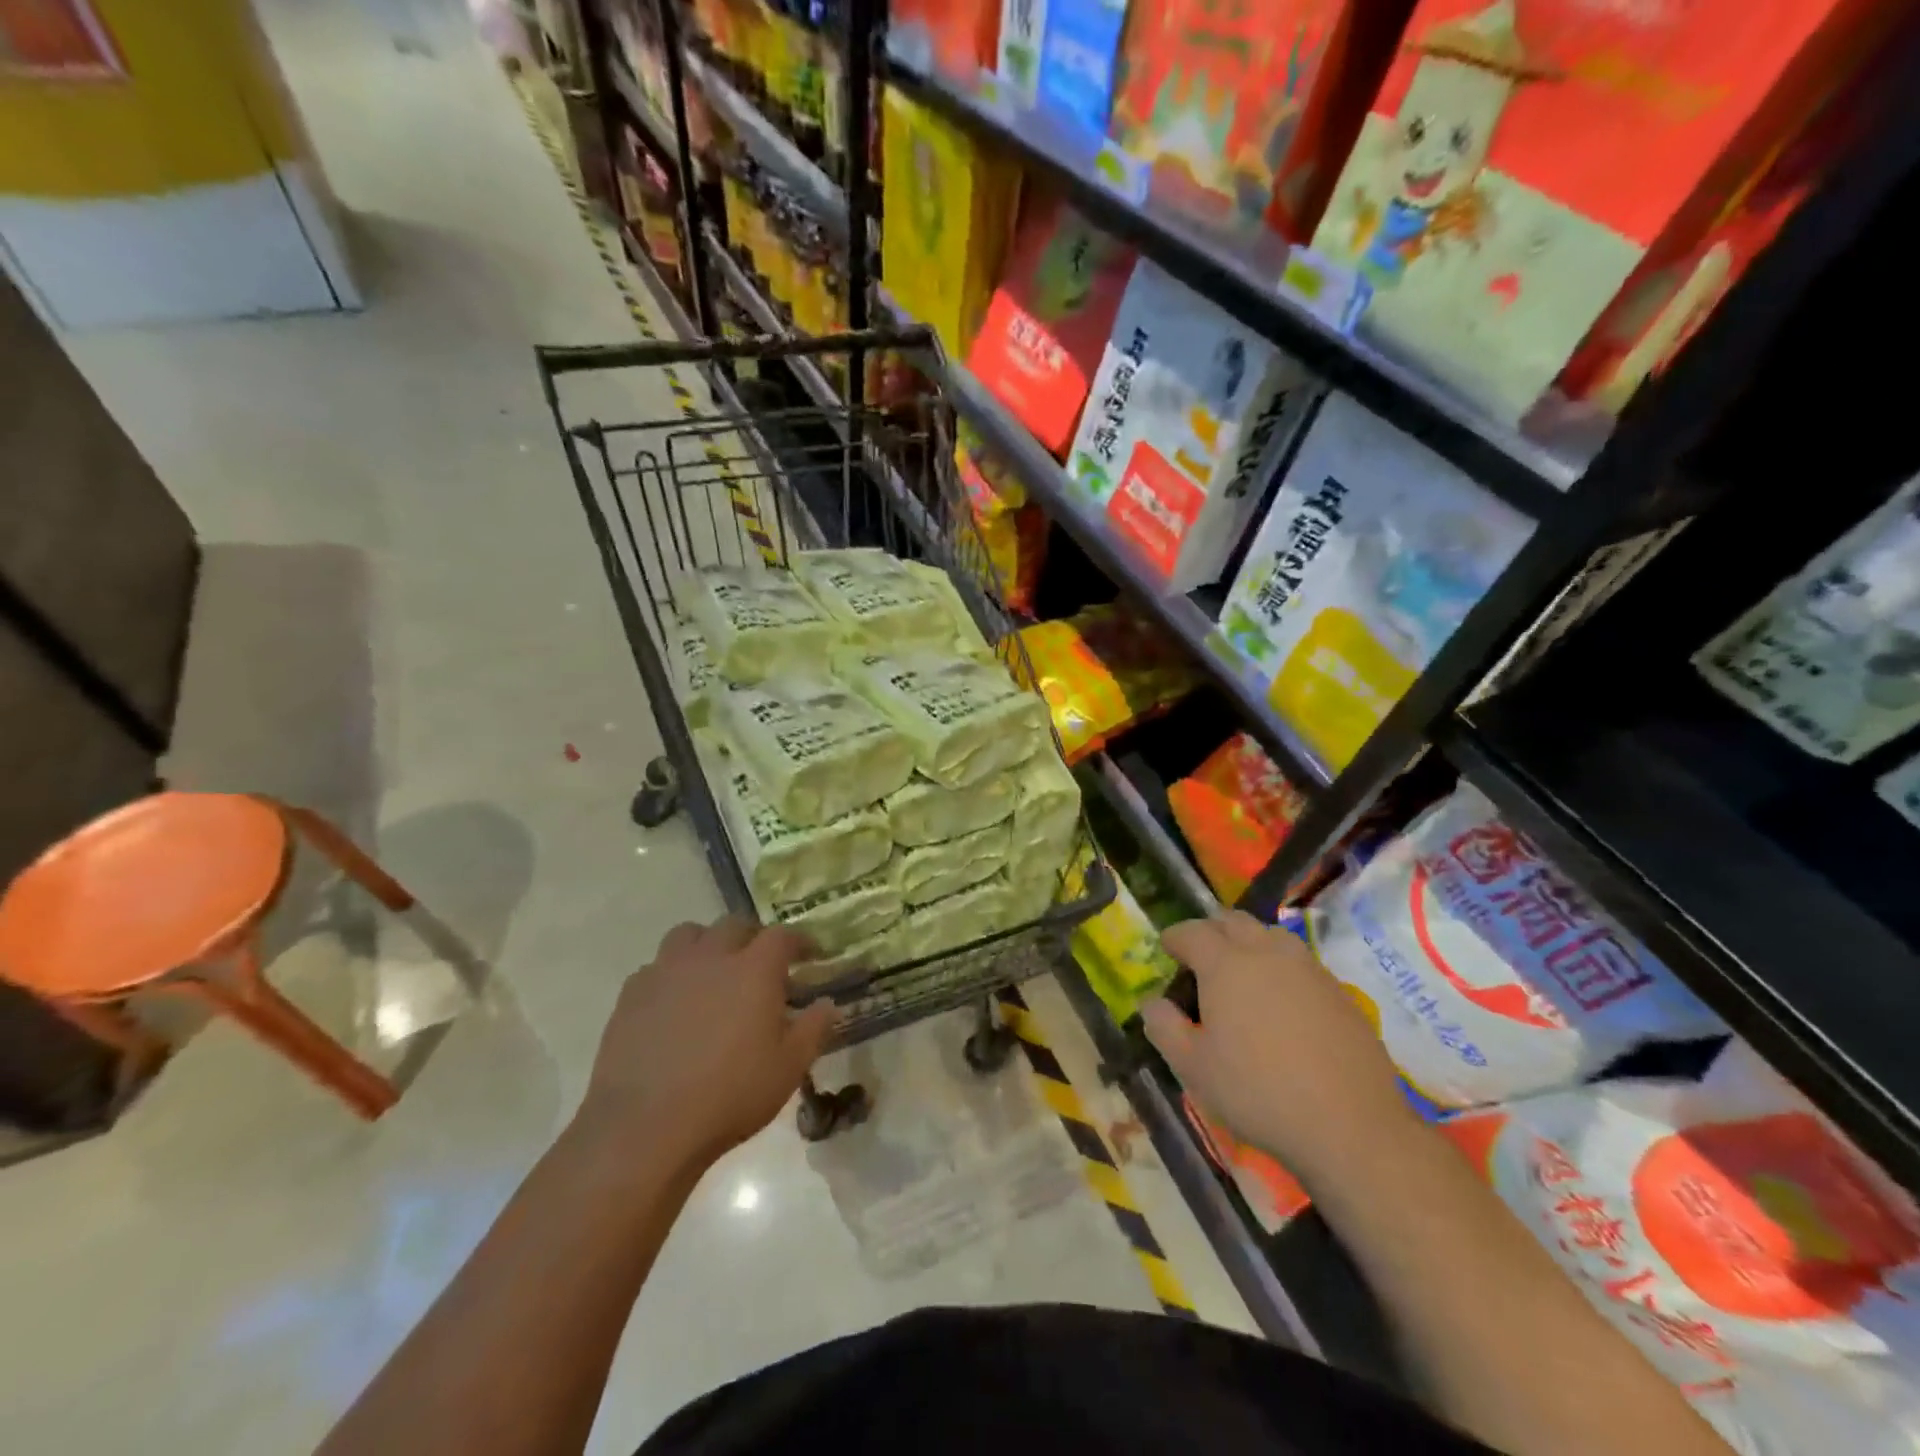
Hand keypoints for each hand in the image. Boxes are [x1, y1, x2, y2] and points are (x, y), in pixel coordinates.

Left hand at [577, 917, 835, 1170]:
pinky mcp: (631, 995)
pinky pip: (655, 968)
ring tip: (713, 971)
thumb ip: (814, 1029)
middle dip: (752, 937)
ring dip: (707, 944)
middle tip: (761, 961)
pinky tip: (674, 1003)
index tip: (810, 953)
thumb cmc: (729, 1094)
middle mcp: (710, 957)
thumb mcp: (788, 1067)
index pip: (782, 936)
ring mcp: (666, 972)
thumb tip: (828, 1004)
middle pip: (734, 925)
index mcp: (754, 969)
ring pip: (688, 935)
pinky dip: (671, 975)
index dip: (800, 940)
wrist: (644, 1126)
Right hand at [1142, 912, 1418, 1184]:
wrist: (1350, 1125)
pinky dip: (1281, 968)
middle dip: (1212, 930)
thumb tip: (1153, 1003)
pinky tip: (1282, 1003)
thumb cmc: (1258, 1092)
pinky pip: (1301, 963)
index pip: (1192, 932)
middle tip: (1201, 956)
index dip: (1175, 937)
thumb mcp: (1193, 1068)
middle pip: (1234, 921)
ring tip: (1242, 973)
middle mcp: (1266, 953)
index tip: (1167, 948)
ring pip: (1271, 936)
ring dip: (1250, 942)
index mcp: (1225, 964)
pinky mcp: (1339, 992)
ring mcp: (1308, 969)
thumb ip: (1164, 1027)